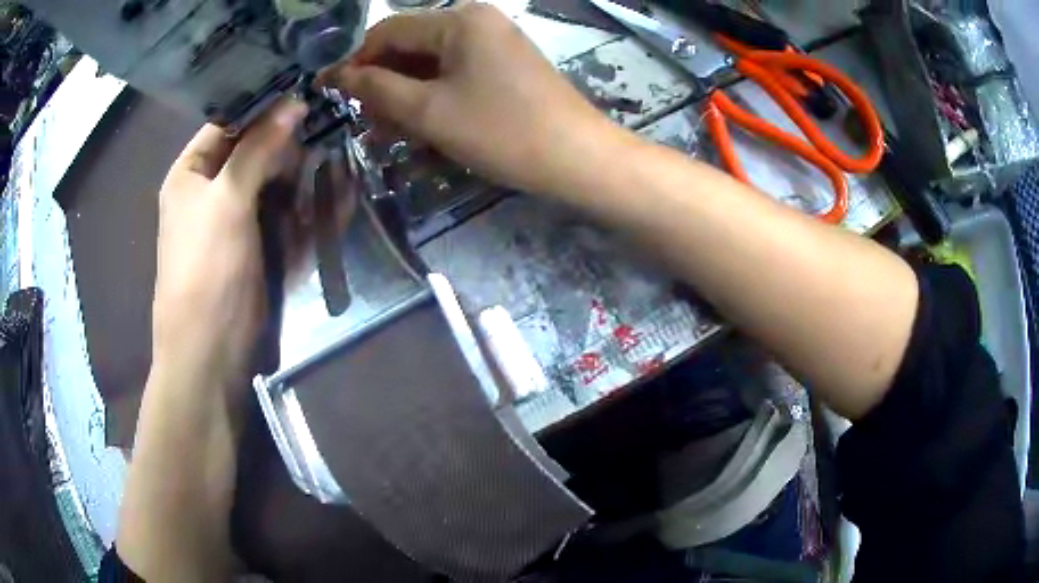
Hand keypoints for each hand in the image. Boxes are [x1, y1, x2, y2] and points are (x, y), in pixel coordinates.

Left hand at [151, 100, 306, 392]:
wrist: (210, 351)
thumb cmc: (206, 270)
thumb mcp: (227, 201)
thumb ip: (258, 147)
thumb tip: (295, 100)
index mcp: (191, 171)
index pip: (228, 120)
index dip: (265, 103)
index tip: (308, 87)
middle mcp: (211, 187)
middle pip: (253, 147)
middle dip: (288, 138)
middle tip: (328, 122)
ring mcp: (236, 216)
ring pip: (273, 178)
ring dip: (301, 169)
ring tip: (336, 153)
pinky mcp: (256, 242)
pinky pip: (283, 209)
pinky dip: (305, 201)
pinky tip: (333, 191)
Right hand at [320, 3, 619, 195]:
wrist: (577, 158)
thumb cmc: (500, 131)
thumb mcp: (428, 111)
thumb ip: (377, 88)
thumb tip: (339, 75)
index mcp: (458, 20)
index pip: (388, 32)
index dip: (355, 61)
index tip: (331, 92)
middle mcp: (477, 21)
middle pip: (411, 47)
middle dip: (383, 84)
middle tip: (365, 124)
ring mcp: (494, 43)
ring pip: (432, 64)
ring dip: (406, 96)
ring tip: (389, 133)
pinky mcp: (505, 66)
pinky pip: (456, 75)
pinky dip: (434, 98)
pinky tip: (421, 126)